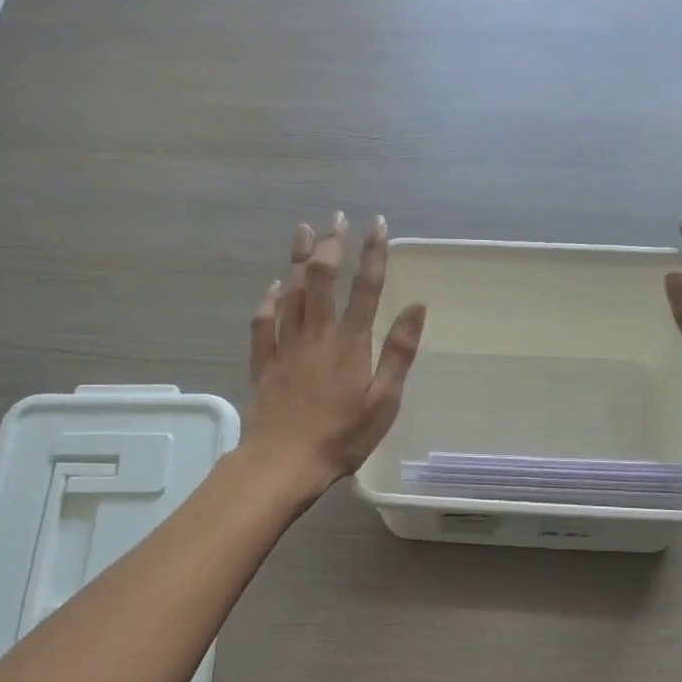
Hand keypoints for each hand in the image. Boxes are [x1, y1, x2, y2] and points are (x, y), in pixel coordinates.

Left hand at [242, 212, 426, 496]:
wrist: (284, 462)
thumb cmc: (343, 436)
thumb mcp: (384, 400)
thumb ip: (399, 352)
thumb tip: (416, 306)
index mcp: (351, 342)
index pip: (366, 288)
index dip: (373, 254)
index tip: (377, 224)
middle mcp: (317, 334)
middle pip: (322, 279)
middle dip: (331, 245)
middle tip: (336, 219)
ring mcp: (287, 346)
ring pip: (291, 292)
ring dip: (299, 259)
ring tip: (304, 230)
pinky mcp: (264, 362)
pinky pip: (264, 322)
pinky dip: (269, 300)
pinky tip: (273, 286)